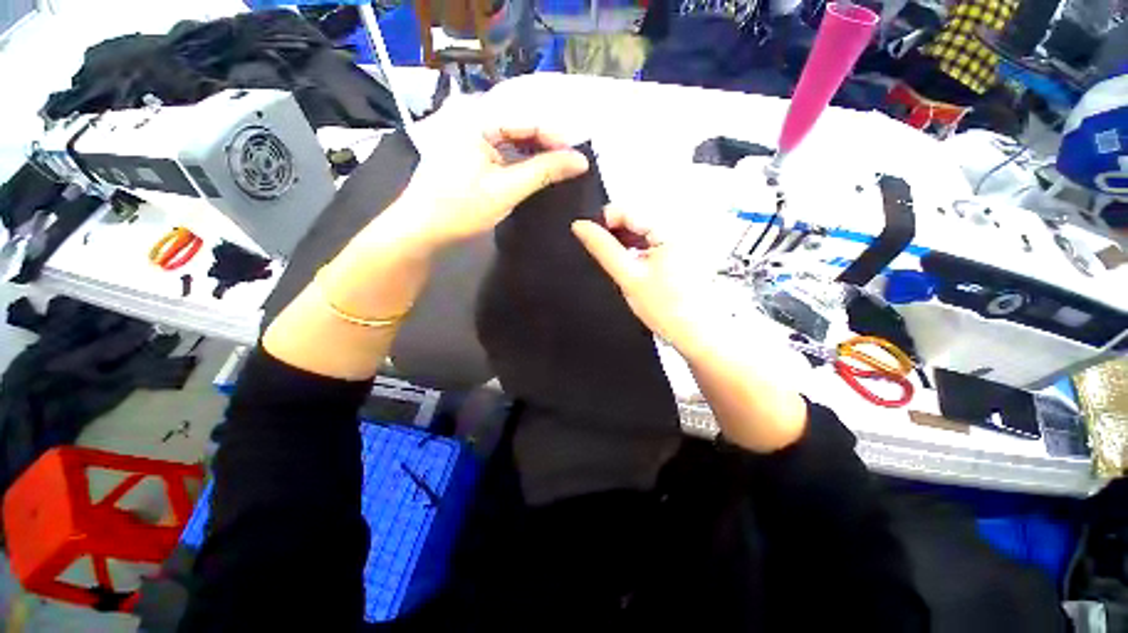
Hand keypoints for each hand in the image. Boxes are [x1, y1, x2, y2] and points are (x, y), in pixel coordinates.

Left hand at [391, 97, 588, 251]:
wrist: (421, 229)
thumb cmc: (460, 208)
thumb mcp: (506, 190)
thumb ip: (544, 171)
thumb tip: (581, 161)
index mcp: (476, 116)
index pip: (528, 117)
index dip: (558, 138)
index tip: (580, 159)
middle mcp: (470, 113)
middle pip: (521, 122)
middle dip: (548, 144)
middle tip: (572, 164)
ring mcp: (467, 130)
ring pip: (513, 134)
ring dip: (536, 151)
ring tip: (559, 168)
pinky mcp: (467, 147)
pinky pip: (502, 146)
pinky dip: (520, 158)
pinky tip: (535, 170)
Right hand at [571, 208, 714, 353]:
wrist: (696, 333)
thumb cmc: (667, 309)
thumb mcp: (628, 277)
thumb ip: (603, 249)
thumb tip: (581, 227)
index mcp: (671, 229)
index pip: (629, 209)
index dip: (605, 220)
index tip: (591, 237)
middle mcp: (682, 228)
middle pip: (638, 217)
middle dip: (617, 233)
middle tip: (607, 256)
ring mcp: (685, 239)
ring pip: (645, 229)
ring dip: (627, 241)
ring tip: (622, 263)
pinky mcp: (684, 249)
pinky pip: (655, 240)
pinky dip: (640, 248)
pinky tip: (636, 264)